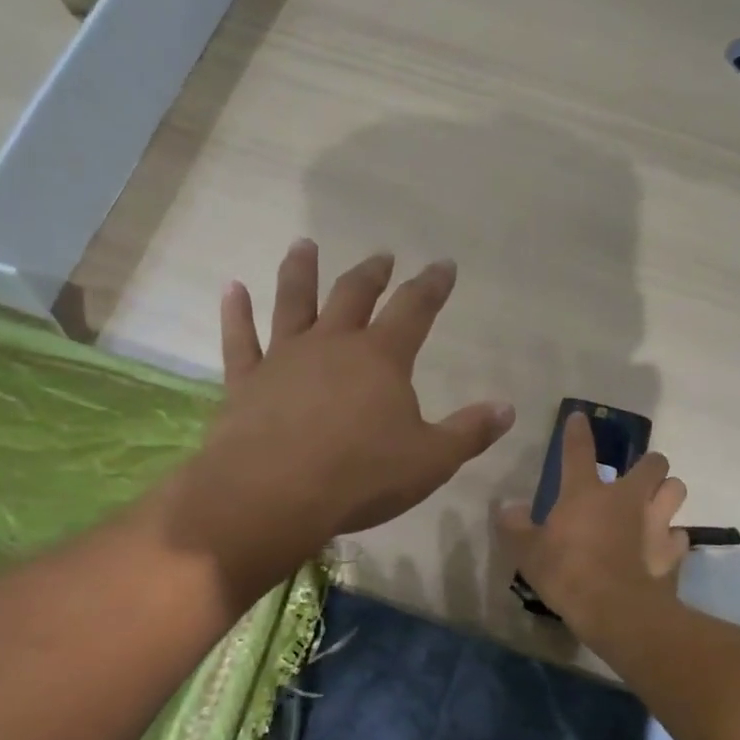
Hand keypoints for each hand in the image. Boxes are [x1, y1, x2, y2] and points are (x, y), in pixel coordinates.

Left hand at [170, 241, 514, 588]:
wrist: (276, 494)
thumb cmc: (362, 476)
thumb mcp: (431, 460)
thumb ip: (469, 432)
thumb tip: (507, 408)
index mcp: (381, 358)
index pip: (415, 309)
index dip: (432, 286)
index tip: (444, 265)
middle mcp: (332, 344)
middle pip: (353, 295)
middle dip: (372, 274)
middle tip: (381, 257)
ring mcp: (284, 358)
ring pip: (293, 303)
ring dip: (300, 272)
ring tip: (304, 245)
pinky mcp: (247, 381)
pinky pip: (240, 339)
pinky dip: (236, 313)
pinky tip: (232, 289)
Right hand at [497, 412, 690, 639]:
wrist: (616, 610)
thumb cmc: (567, 574)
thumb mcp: (527, 553)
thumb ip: (515, 527)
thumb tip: (506, 508)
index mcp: (586, 493)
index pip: (579, 451)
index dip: (577, 432)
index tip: (579, 417)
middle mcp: (627, 498)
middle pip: (653, 463)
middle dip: (648, 465)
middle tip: (636, 478)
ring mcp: (656, 523)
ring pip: (676, 490)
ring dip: (667, 494)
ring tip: (655, 506)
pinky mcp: (674, 551)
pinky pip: (680, 536)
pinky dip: (672, 540)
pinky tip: (661, 549)